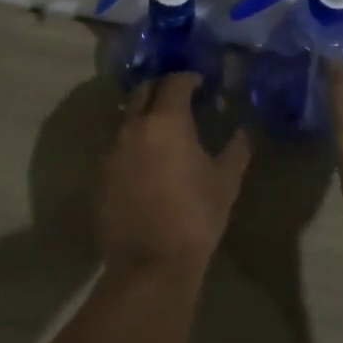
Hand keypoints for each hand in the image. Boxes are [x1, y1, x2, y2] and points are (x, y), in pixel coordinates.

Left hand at [98, 73, 251, 274]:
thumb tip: (243, 131)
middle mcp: (133, 127)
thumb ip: (236, 149)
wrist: (150, 264)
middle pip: (143, 91)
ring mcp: (112, 150)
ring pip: (127, 118)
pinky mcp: (100, 175)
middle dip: (161, 88)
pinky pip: (117, 146)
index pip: (174, 82)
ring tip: (163, 129)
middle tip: (179, 97)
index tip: (200, 84)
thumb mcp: (226, 181)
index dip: (188, 78)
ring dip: (144, 115)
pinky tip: (146, 161)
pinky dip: (133, 143)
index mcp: (166, 121)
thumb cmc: (195, 216)